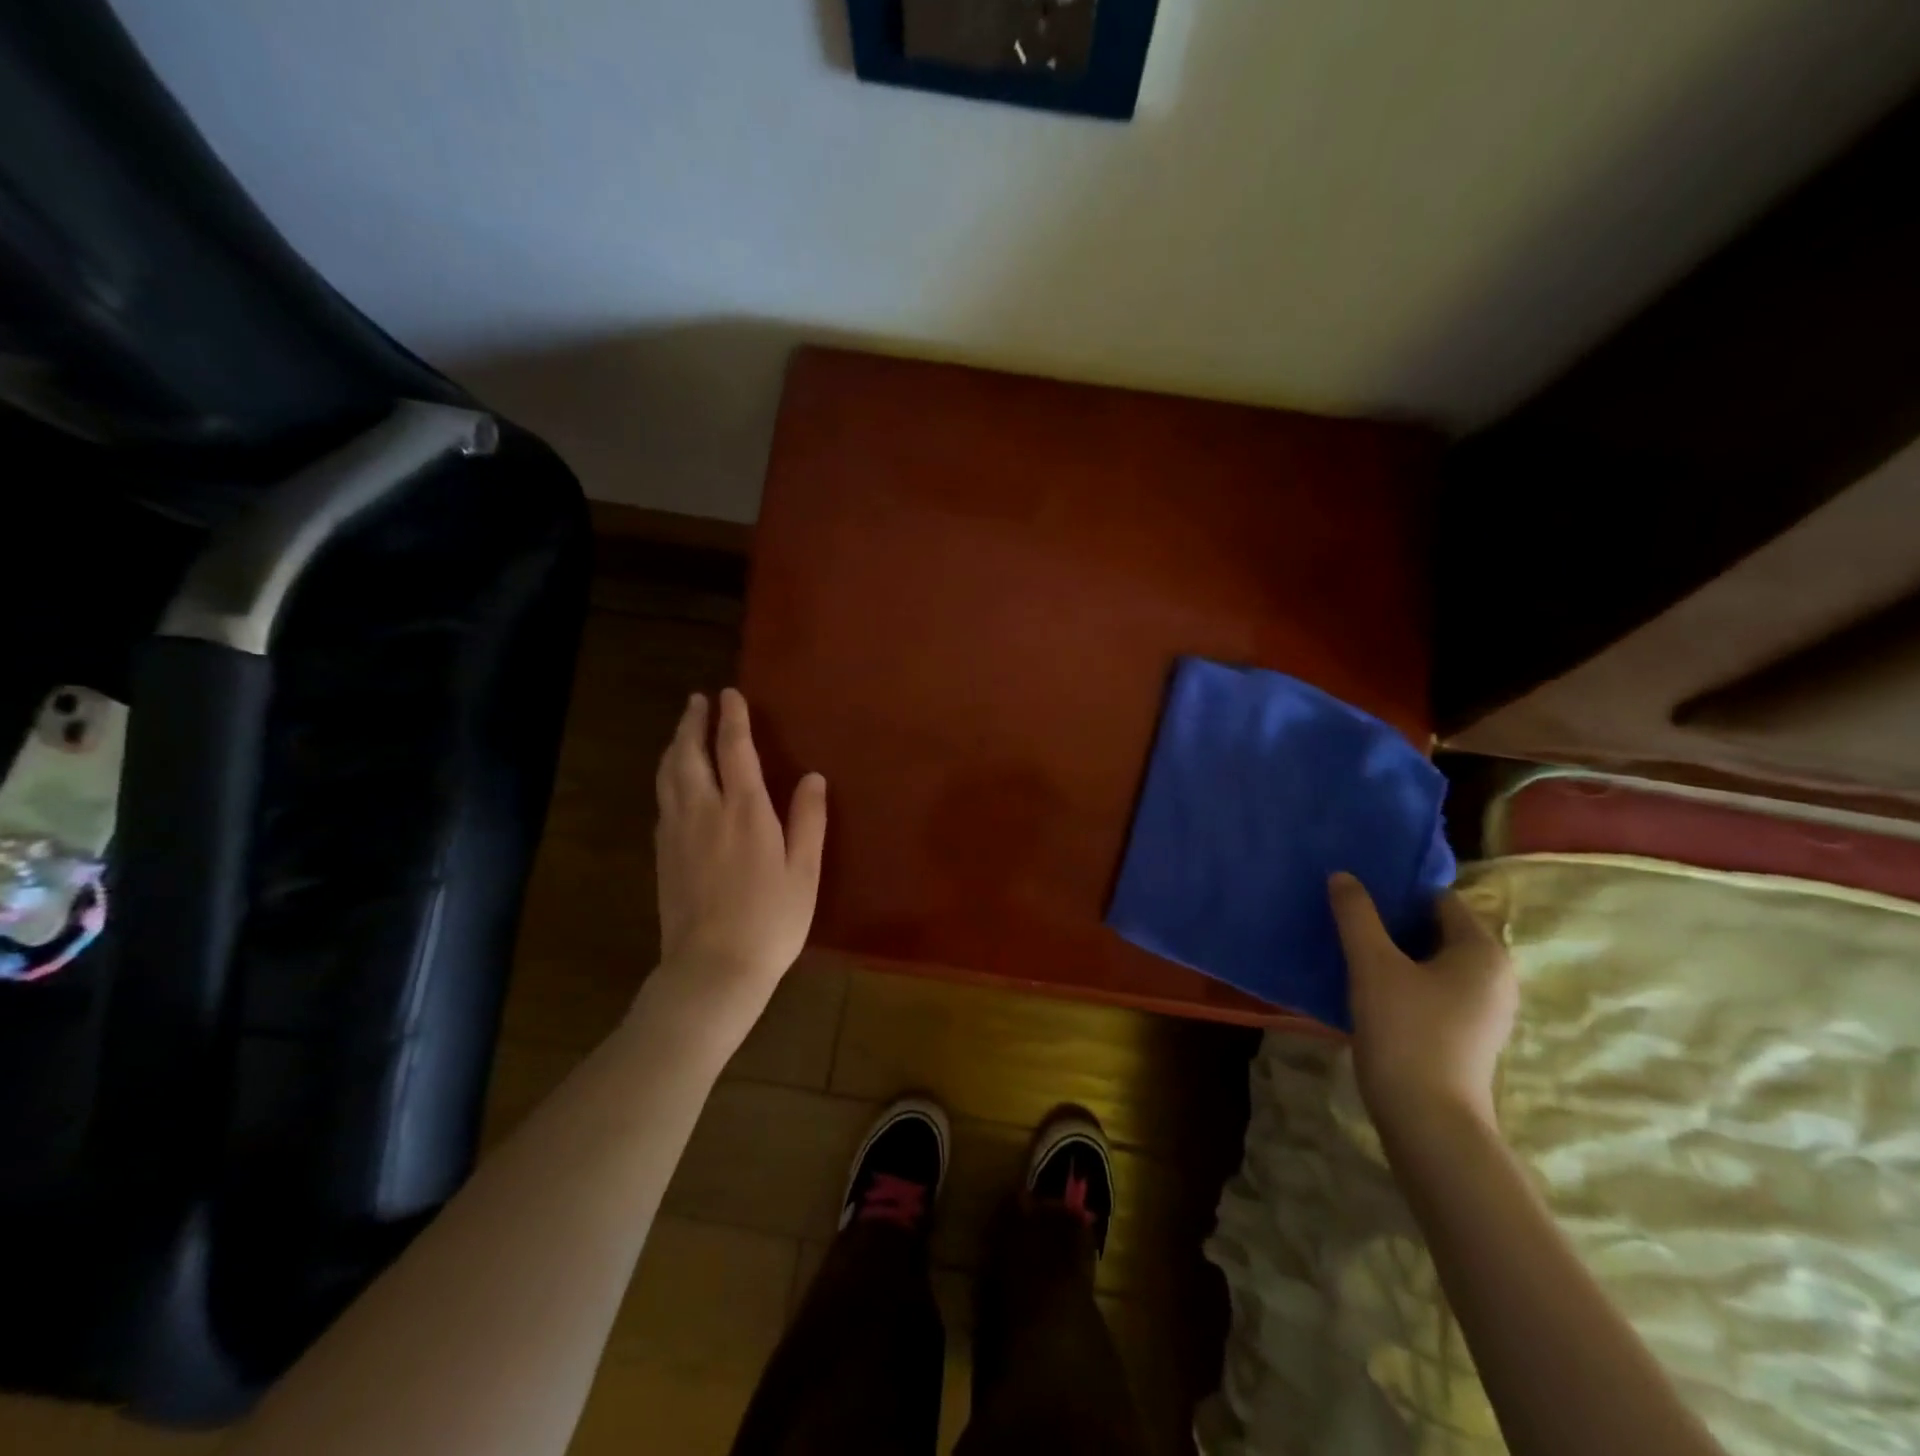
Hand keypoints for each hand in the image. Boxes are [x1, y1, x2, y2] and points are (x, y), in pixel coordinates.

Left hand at [648, 689, 826, 1046]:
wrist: (713, 968)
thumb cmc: (771, 920)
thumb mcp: (804, 872)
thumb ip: (808, 820)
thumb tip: (813, 777)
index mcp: (745, 811)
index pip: (735, 750)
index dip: (732, 719)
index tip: (730, 694)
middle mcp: (705, 811)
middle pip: (690, 754)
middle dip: (693, 723)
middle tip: (697, 701)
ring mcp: (677, 832)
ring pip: (669, 775)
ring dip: (675, 745)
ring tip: (682, 730)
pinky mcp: (662, 854)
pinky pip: (662, 800)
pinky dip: (667, 777)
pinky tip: (673, 781)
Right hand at [1328, 873, 1516, 1136]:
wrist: (1427, 1120)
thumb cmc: (1406, 1031)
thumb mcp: (1372, 964)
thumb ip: (1357, 915)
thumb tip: (1343, 875)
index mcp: (1483, 952)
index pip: (1439, 899)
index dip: (1398, 890)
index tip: (1357, 889)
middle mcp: (1494, 976)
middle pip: (1436, 930)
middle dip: (1392, 920)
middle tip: (1347, 914)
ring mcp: (1483, 1010)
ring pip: (1431, 962)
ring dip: (1394, 952)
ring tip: (1350, 946)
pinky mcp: (1465, 1035)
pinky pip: (1431, 989)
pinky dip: (1402, 980)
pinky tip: (1367, 986)